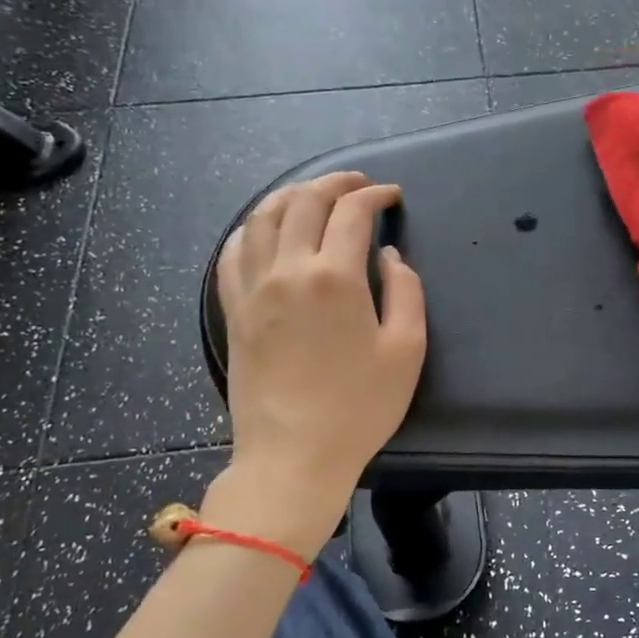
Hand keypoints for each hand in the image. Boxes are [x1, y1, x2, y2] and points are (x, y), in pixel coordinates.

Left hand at [217, 171, 425, 506]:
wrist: (293, 455)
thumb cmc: (359, 407)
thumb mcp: (406, 350)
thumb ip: (405, 292)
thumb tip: (388, 257)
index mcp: (335, 277)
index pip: (351, 213)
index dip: (375, 195)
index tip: (392, 197)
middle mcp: (288, 270)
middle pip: (304, 202)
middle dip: (335, 182)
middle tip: (358, 184)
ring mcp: (253, 289)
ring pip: (262, 218)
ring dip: (290, 195)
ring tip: (312, 194)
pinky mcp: (233, 310)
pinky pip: (232, 253)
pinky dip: (250, 229)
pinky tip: (264, 229)